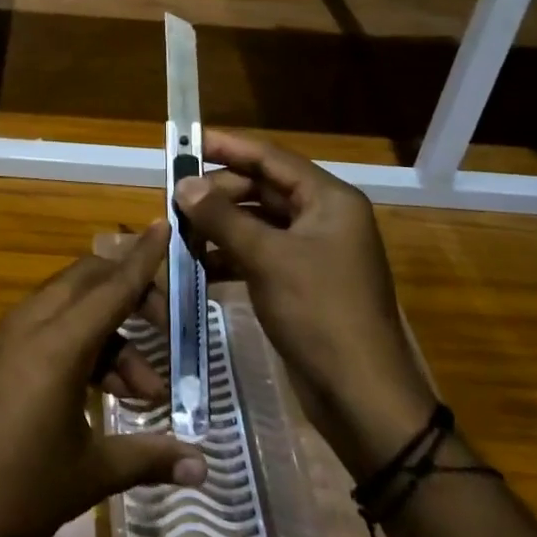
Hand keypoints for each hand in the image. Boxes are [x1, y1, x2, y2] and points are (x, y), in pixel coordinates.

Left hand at [0, 221, 207, 536]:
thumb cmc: (14, 491)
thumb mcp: (88, 475)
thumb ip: (147, 459)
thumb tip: (204, 468)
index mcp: (59, 343)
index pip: (113, 286)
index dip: (144, 257)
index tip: (165, 225)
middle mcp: (32, 325)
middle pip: (89, 281)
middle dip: (131, 294)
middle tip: (164, 329)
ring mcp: (8, 337)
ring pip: (69, 308)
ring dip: (108, 335)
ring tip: (141, 395)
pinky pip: (46, 328)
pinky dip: (79, 344)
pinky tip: (97, 395)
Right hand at [175, 130, 436, 478]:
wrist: (360, 397)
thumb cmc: (319, 313)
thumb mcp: (267, 259)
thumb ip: (222, 218)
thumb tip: (184, 184)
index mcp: (329, 200)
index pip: (272, 158)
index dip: (229, 147)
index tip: (188, 140)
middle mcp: (324, 217)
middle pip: (263, 188)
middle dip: (219, 192)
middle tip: (175, 196)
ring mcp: (314, 251)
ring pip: (258, 222)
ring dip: (220, 225)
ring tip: (179, 230)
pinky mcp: (302, 282)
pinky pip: (260, 253)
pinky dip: (230, 255)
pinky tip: (198, 265)